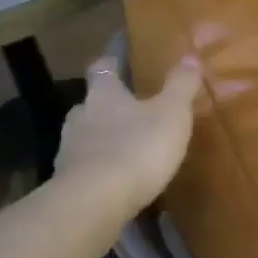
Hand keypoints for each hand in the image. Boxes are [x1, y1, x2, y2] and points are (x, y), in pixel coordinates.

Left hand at [54, 53, 202, 218]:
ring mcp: (69, 149)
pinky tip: (113, 181)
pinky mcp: (67, 181)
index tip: (117, 61)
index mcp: (103, 94)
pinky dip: (98, 170)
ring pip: (85, 136)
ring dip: (101, 140)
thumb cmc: (137, 148)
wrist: (96, 201)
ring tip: (124, 150)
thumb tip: (190, 57)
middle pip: (91, 104)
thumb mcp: (171, 115)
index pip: (102, 68)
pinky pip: (84, 169)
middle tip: (129, 113)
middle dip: (107, 107)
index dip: (111, 63)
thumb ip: (180, 86)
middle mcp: (80, 115)